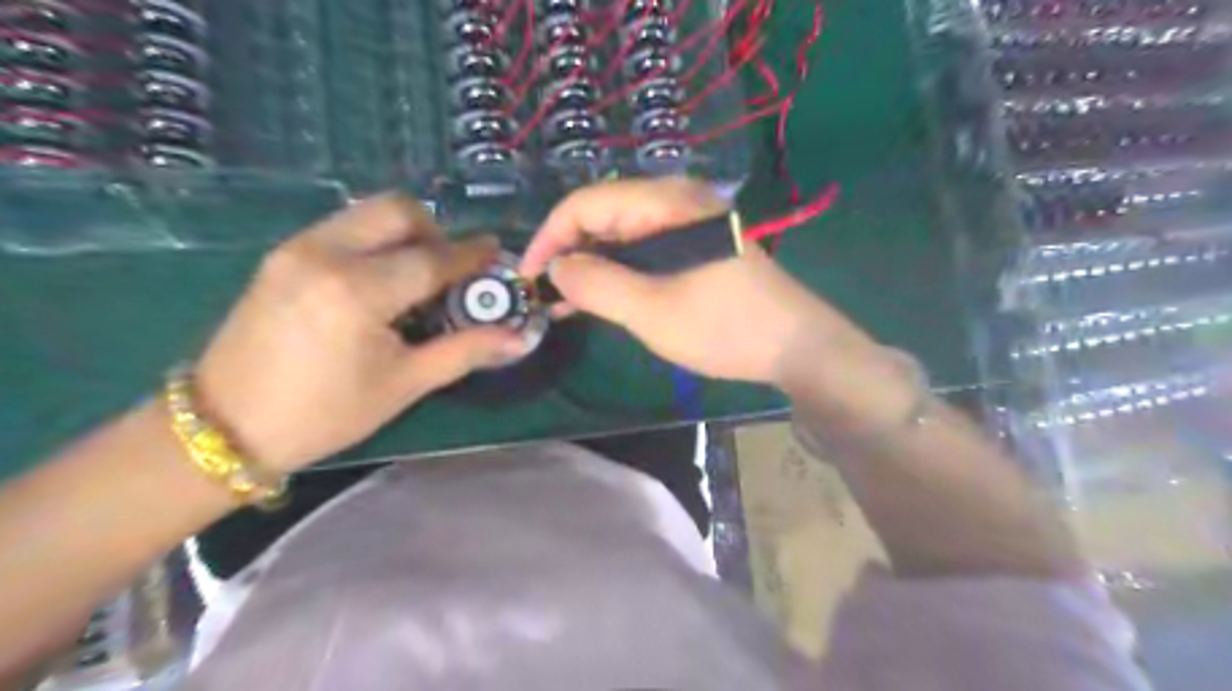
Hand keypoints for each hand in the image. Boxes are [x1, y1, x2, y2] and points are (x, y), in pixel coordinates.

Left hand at [194, 193, 526, 473]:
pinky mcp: (282, 255)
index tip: (496, 253)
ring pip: (368, 213)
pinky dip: (374, 241)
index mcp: (358, 292)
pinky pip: (343, 227)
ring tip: (414, 278)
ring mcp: (297, 249)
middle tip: (447, 271)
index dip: (471, 256)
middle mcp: (325, 254)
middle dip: (435, 232)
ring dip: (403, 234)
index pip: (432, 259)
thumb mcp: (404, 384)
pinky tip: (378, 281)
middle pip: (398, 211)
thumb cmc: (324, 413)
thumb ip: (465, 351)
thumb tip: (518, 339)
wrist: (226, 426)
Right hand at [519, 175, 873, 384]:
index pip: (587, 203)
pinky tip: (596, 300)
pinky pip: (642, 253)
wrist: (796, 346)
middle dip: (567, 253)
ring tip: (561, 303)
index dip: (550, 237)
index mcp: (666, 203)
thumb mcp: (652, 310)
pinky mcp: (693, 250)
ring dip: (590, 267)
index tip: (527, 276)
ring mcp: (686, 226)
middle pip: (603, 215)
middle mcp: (674, 203)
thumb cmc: (724, 326)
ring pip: (620, 237)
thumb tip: (556, 268)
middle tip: (542, 294)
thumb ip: (597, 284)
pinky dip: (616, 274)